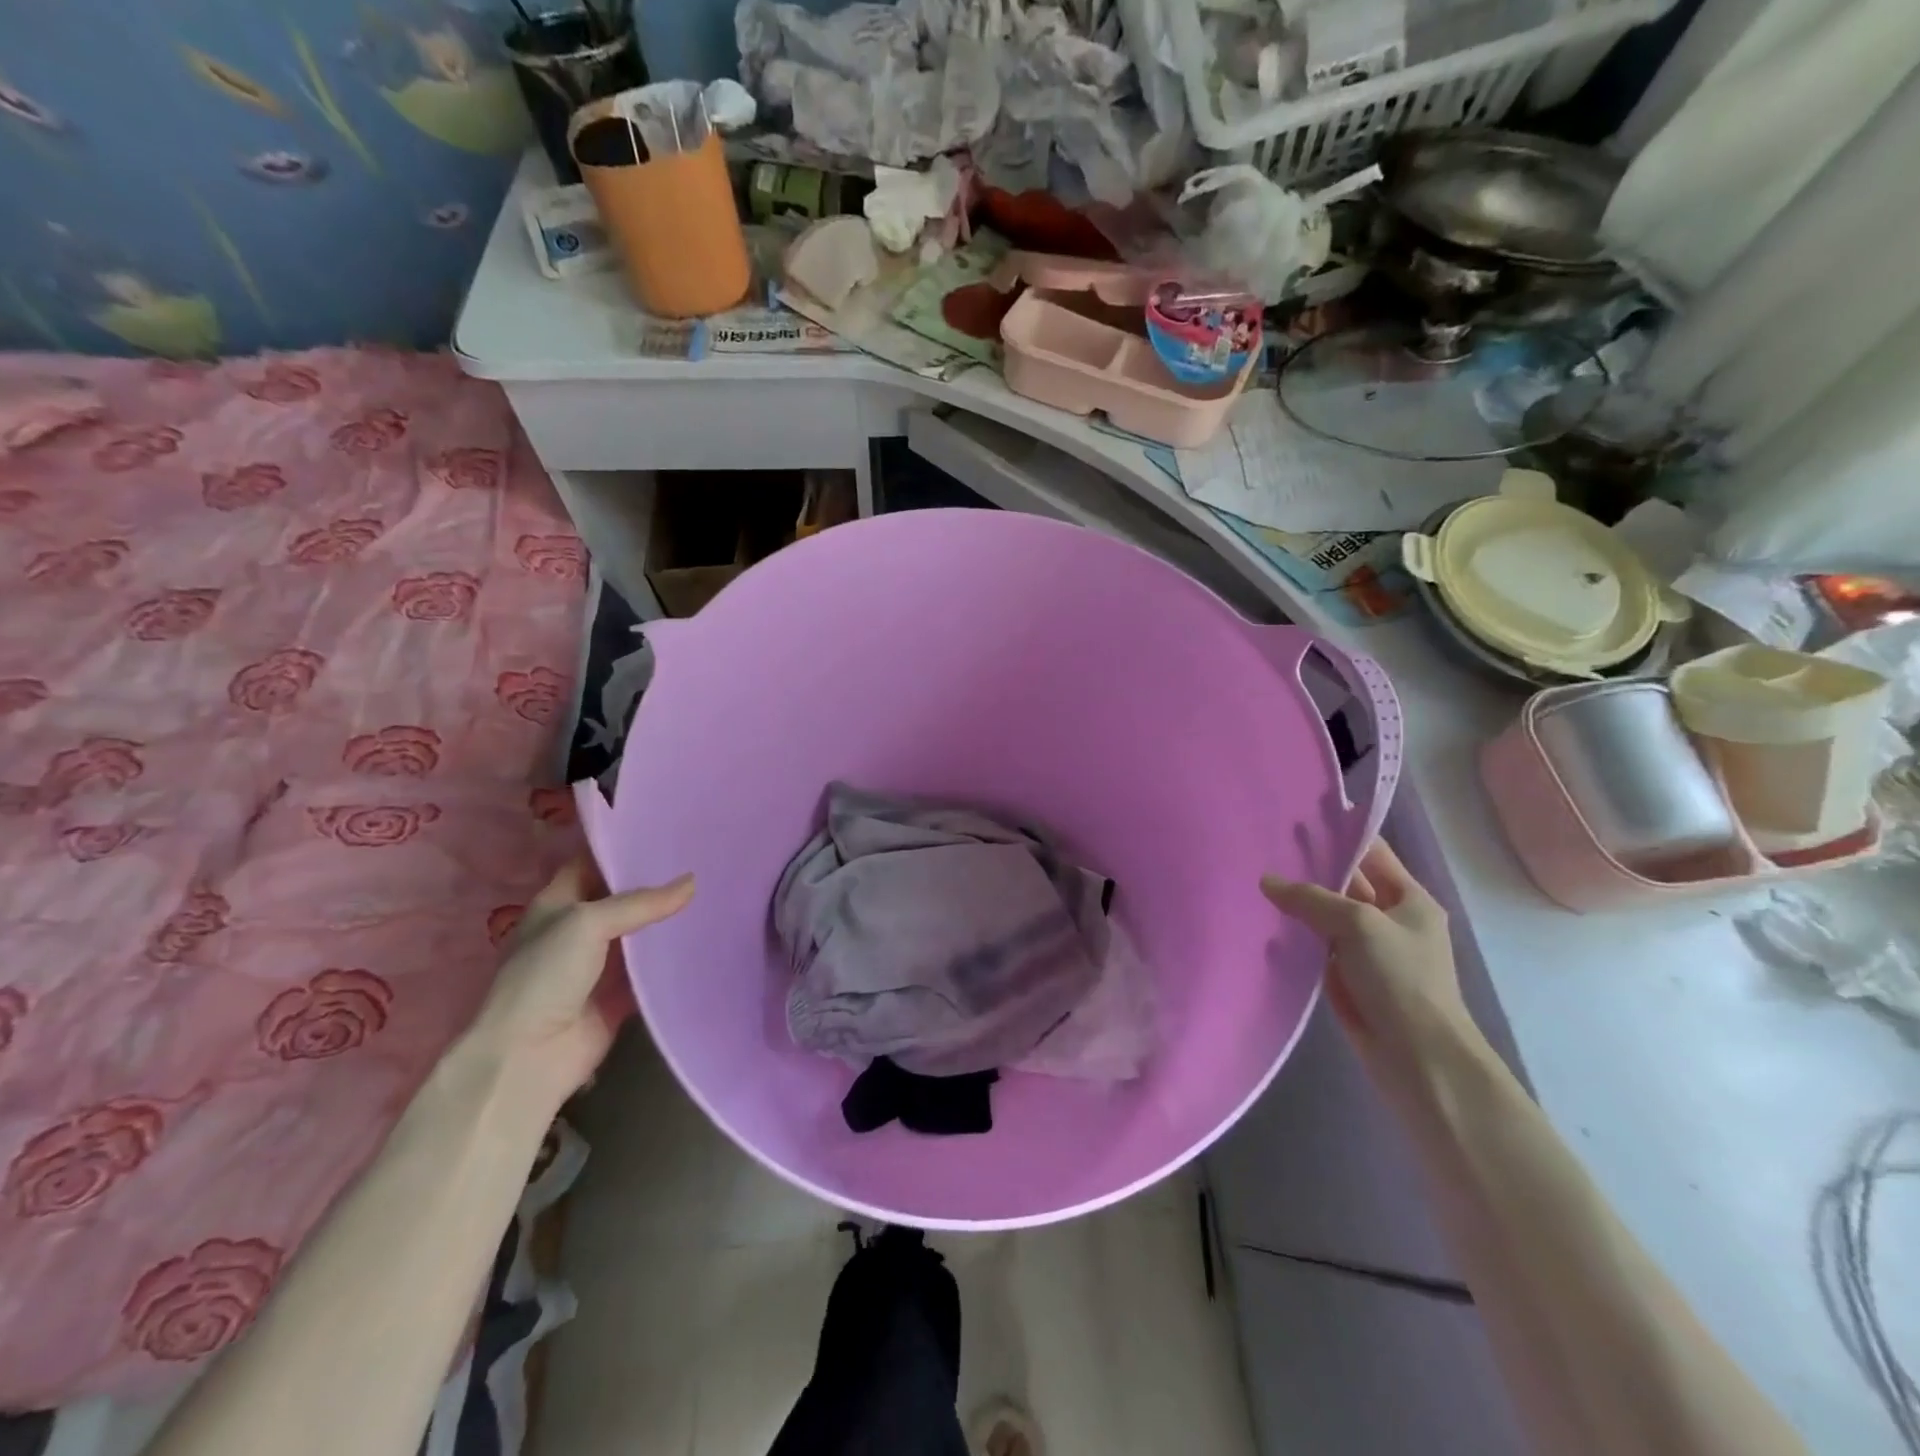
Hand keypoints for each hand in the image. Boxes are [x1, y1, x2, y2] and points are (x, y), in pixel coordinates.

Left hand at [467, 858, 694, 1111]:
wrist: (530, 1056)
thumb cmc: (545, 976)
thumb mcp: (588, 923)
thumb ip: (641, 902)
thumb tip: (692, 882)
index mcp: (559, 902)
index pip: (594, 861)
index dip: (625, 845)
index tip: (668, 828)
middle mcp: (580, 927)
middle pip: (624, 895)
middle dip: (658, 879)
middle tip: (703, 856)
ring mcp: (601, 962)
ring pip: (642, 931)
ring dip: (670, 917)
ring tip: (715, 888)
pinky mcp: (621, 993)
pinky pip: (653, 968)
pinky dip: (675, 956)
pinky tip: (707, 936)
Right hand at [1262, 840, 1473, 1081]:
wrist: (1420, 1059)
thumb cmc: (1401, 979)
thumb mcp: (1358, 925)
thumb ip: (1312, 898)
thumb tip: (1268, 880)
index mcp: (1409, 899)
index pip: (1372, 853)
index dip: (1338, 836)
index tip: (1294, 823)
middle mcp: (1390, 920)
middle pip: (1346, 883)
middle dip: (1310, 870)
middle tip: (1263, 851)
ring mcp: (1369, 951)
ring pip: (1328, 916)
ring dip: (1299, 905)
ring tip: (1254, 882)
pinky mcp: (1350, 978)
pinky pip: (1319, 947)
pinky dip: (1297, 937)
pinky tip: (1266, 924)